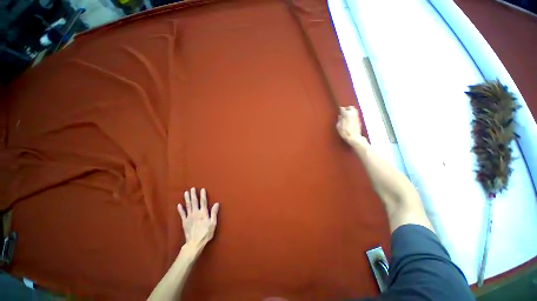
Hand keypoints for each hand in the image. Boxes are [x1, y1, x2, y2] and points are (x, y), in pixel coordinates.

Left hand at [177, 188, 219, 249]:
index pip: (203, 202)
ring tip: (186, 193)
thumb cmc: (206, 233)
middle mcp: (195, 213)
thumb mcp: (213, 223)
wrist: (194, 243)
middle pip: (194, 202)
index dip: (203, 195)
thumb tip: (217, 203)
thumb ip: (214, 213)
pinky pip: (182, 214)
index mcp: (203, 213)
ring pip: (188, 206)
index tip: (202, 189)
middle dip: (193, 195)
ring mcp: (189, 217)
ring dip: (187, 199)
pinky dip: (180, 209)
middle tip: (192, 188)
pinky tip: (179, 205)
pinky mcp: (184, 222)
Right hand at [337, 106, 364, 144]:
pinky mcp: (359, 120)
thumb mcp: (338, 126)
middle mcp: (353, 114)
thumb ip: (339, 119)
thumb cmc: (345, 132)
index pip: (343, 108)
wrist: (354, 137)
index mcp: (347, 114)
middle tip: (343, 112)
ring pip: (354, 110)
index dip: (340, 109)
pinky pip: (355, 115)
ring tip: (346, 115)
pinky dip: (352, 115)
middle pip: (351, 107)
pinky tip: (349, 119)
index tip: (339, 111)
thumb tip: (340, 116)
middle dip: (347, 108)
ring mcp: (357, 117)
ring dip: (350, 111)